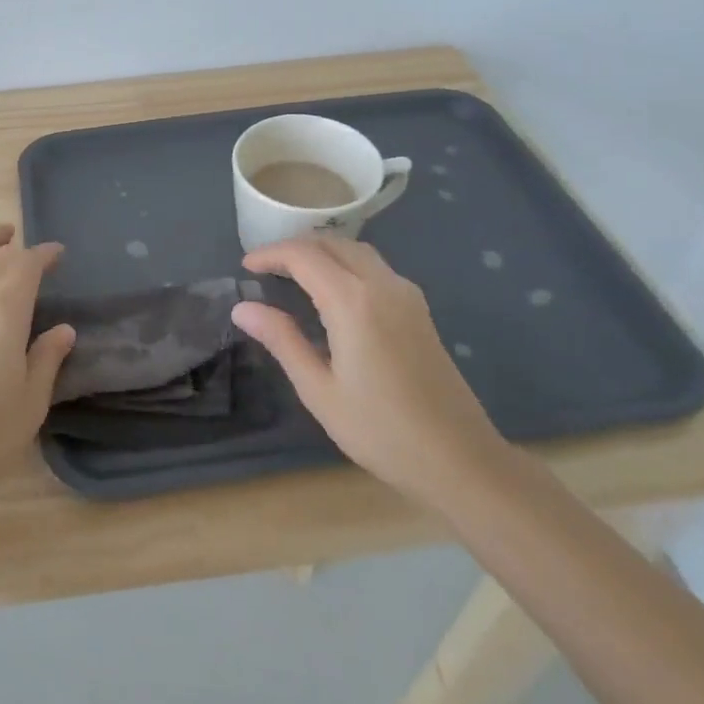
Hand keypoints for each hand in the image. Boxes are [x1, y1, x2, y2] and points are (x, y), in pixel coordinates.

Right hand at [231, 237, 506, 501]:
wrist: (460, 460)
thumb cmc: (381, 431)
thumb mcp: (319, 390)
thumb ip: (282, 340)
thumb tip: (243, 308)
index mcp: (354, 302)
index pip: (304, 256)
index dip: (271, 254)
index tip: (245, 267)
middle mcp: (383, 285)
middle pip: (333, 243)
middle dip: (295, 247)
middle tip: (264, 267)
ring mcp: (407, 296)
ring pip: (357, 251)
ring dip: (322, 252)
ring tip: (292, 274)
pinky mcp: (419, 310)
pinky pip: (375, 268)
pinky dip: (345, 265)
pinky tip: (331, 292)